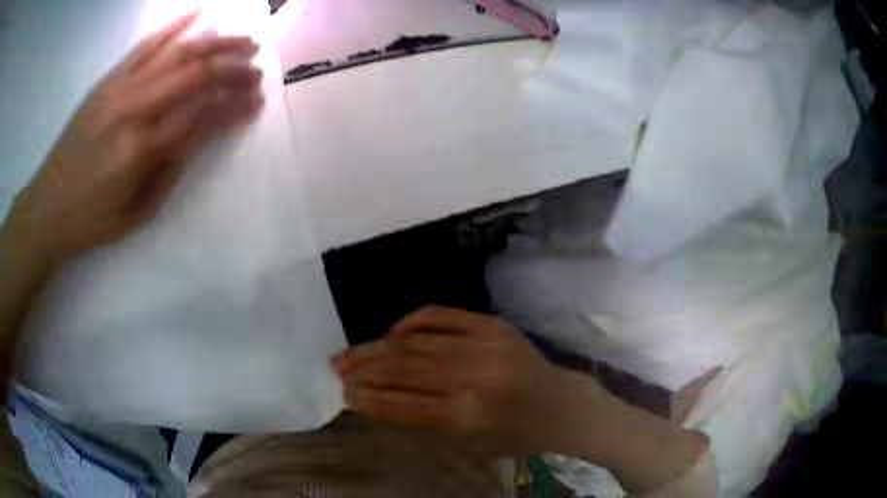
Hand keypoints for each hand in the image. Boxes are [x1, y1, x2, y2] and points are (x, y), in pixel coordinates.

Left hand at [2, 12, 263, 267]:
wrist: (46, 207)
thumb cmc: (91, 220)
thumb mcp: (137, 213)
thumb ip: (171, 170)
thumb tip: (201, 134)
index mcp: (142, 149)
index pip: (202, 114)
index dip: (235, 104)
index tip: (258, 100)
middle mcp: (134, 108)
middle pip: (196, 74)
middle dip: (233, 68)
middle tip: (257, 68)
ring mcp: (119, 88)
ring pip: (177, 52)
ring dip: (216, 42)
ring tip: (243, 40)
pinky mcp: (107, 81)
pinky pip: (145, 45)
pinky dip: (173, 27)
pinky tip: (197, 14)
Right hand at [333, 306, 590, 455]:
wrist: (559, 405)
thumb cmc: (512, 435)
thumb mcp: (466, 444)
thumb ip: (420, 421)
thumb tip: (374, 397)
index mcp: (467, 416)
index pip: (400, 404)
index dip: (367, 398)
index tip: (344, 393)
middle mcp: (473, 377)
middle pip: (402, 367)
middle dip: (362, 367)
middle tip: (337, 367)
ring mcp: (484, 344)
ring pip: (414, 339)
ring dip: (376, 345)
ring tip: (352, 351)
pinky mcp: (492, 323)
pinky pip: (439, 315)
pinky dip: (409, 322)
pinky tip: (391, 333)